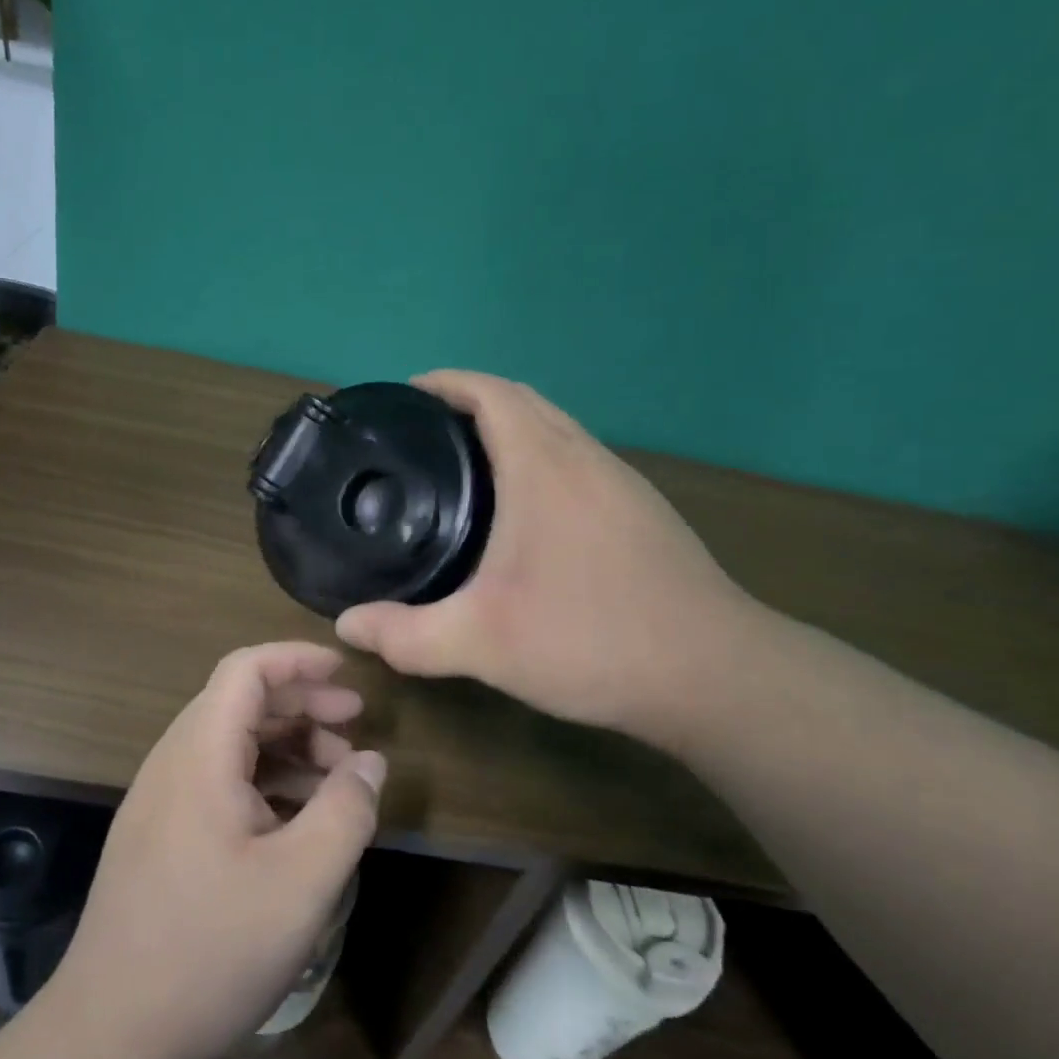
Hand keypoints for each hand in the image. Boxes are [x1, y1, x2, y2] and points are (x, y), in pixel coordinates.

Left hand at [47, 643, 384, 1058]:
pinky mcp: (160, 837)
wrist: (112, 1038)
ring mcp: (160, 803)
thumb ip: (346, 809)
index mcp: (199, 756)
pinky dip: (265, 782)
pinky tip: (298, 819)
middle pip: (240, 703)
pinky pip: (219, 782)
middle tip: (356, 726)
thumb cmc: (212, 950)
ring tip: (338, 777)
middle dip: (303, 704)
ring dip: (287, 746)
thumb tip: (370, 762)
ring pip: (231, 745)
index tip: (347, 674)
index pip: (245, 670)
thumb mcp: (303, 880)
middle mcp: (173, 765)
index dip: (298, 660)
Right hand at [336, 372, 760, 752]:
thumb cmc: (591, 641)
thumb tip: (346, 627)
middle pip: (525, 402)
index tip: (405, 396)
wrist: (713, 675)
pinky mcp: (644, 514)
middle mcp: (587, 460)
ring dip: (511, 430)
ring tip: (465, 469)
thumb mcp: (483, 643)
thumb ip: (406, 635)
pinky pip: (579, 463)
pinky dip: (541, 462)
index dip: (446, 383)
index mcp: (545, 467)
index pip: (491, 392)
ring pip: (558, 432)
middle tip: (422, 436)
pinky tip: (525, 515)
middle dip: (471, 402)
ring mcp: (624, 485)